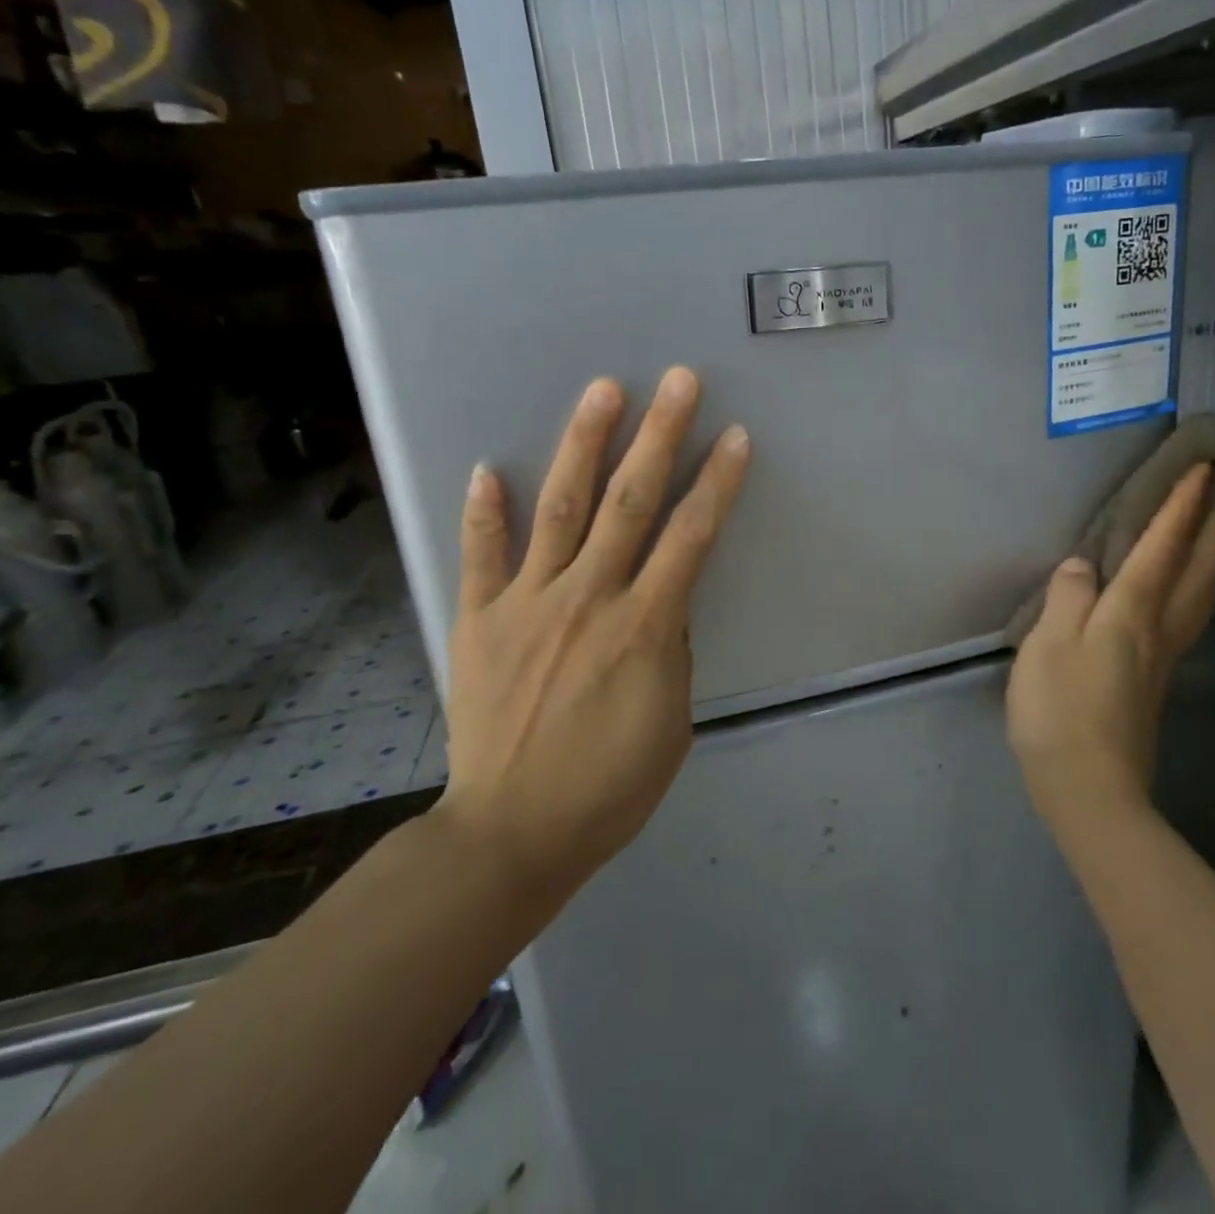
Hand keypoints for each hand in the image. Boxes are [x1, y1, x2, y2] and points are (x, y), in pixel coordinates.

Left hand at [434, 367, 750, 891]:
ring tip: (602, 390)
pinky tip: (487, 467)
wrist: (513, 833)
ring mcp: (527, 603)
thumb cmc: (608, 787)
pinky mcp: (479, 619)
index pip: (691, 538)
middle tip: (677, 380)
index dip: (717, 483)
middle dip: (659, 435)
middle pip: (631, 502)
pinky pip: (481, 555)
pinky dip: (486, 511)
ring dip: (584, 445)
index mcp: (643, 628)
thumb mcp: (672, 722)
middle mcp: (588, 598)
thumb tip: (665, 600)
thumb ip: (672, 651)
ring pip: (561, 508)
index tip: (735, 436)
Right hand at [1006, 464, 1214, 845]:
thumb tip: (1081, 565)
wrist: (1090, 787)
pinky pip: (1191, 611)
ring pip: (1203, 591)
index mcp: (1130, 614)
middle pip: (1198, 567)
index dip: (1180, 508)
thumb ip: (1067, 600)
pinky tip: (1193, 585)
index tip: (1203, 468)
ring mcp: (1164, 655)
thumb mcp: (1048, 647)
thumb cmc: (1060, 712)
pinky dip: (1201, 583)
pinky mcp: (1157, 676)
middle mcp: (1158, 627)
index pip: (1161, 549)